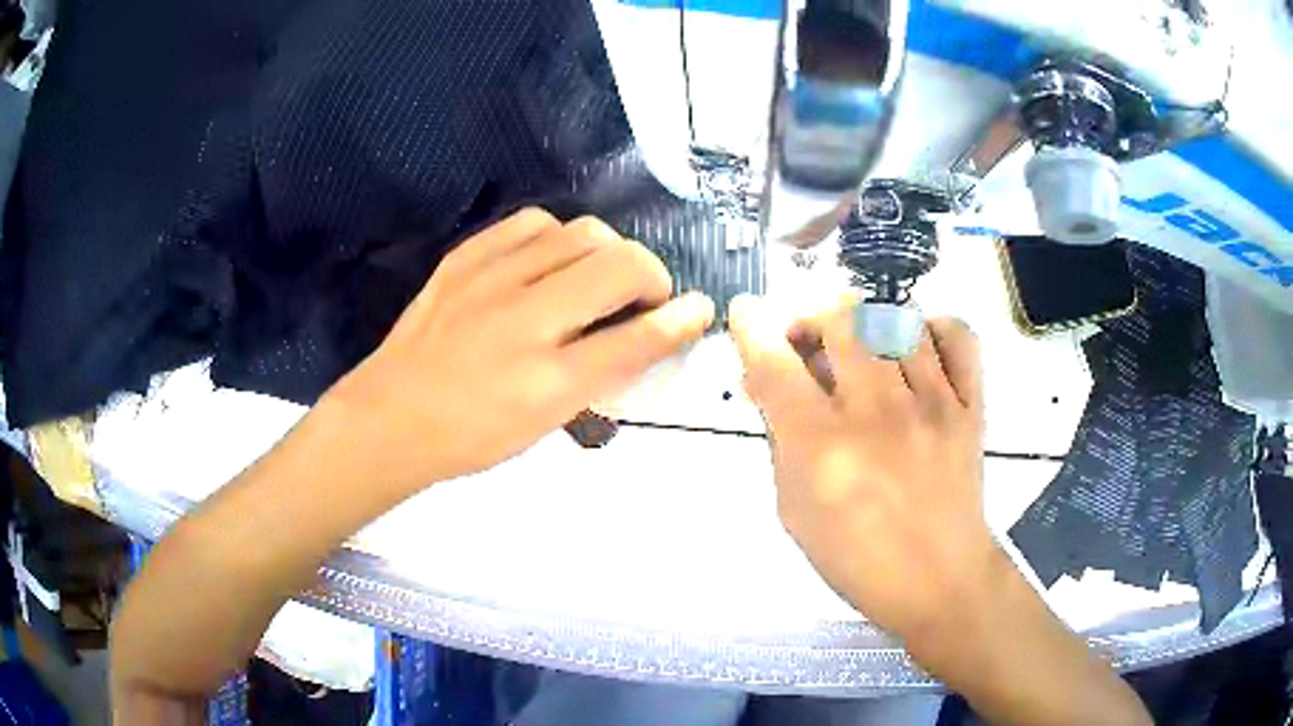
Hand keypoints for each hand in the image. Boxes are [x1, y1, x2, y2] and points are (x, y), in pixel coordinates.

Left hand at [326, 209, 713, 492]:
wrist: (390, 417)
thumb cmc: (471, 437)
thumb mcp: (543, 424)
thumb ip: (598, 379)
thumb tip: (642, 337)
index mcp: (548, 382)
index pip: (636, 339)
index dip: (680, 320)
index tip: (699, 309)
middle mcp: (526, 323)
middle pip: (619, 266)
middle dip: (652, 276)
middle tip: (643, 297)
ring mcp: (490, 281)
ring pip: (581, 233)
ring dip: (608, 252)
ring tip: (596, 276)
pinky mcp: (464, 259)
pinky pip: (531, 222)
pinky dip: (558, 237)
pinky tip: (550, 259)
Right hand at [728, 295, 994, 637]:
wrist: (939, 580)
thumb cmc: (856, 558)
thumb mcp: (794, 510)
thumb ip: (779, 442)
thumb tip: (765, 384)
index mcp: (822, 447)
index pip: (775, 363)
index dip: (751, 326)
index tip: (746, 313)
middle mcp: (877, 412)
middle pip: (841, 317)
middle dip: (813, 317)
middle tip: (810, 344)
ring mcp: (932, 403)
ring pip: (898, 317)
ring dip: (869, 325)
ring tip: (865, 354)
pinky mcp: (970, 406)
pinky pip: (958, 335)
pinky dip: (934, 329)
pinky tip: (919, 352)